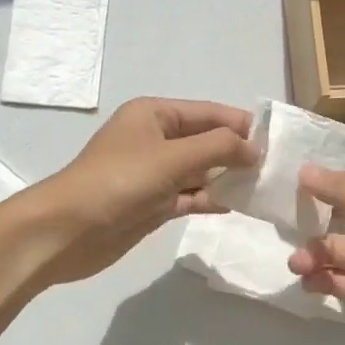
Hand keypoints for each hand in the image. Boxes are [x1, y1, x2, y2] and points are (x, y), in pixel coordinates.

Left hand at [22, 98, 256, 288]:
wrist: (67, 231)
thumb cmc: (119, 181)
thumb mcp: (172, 157)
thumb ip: (217, 148)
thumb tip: (254, 148)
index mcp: (154, 114)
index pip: (208, 113)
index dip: (241, 124)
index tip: (277, 141)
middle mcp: (155, 138)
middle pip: (205, 140)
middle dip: (237, 152)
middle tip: (277, 168)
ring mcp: (153, 173)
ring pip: (200, 170)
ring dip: (227, 177)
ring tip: (264, 187)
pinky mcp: (152, 203)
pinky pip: (189, 194)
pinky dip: (210, 198)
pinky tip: (238, 205)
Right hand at [288, 160, 344, 344]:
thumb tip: (305, 169)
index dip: (329, 168)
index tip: (290, 166)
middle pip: (341, 209)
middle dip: (312, 210)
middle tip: (277, 212)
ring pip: (333, 246)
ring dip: (312, 250)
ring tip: (296, 263)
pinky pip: (334, 278)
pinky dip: (318, 277)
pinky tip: (306, 283)